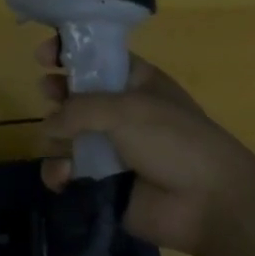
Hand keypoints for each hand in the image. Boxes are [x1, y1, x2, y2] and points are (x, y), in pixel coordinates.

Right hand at [37, 38, 254, 255]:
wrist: (210, 203)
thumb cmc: (175, 140)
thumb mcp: (128, 109)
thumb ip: (79, 109)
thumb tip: (49, 126)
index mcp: (134, 82)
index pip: (96, 58)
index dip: (70, 52)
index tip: (44, 54)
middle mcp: (119, 112)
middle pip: (74, 95)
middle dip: (57, 93)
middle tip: (50, 93)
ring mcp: (109, 149)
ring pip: (65, 135)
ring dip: (55, 137)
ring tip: (59, 143)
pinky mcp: (101, 184)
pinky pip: (67, 173)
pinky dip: (59, 173)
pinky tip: (65, 176)